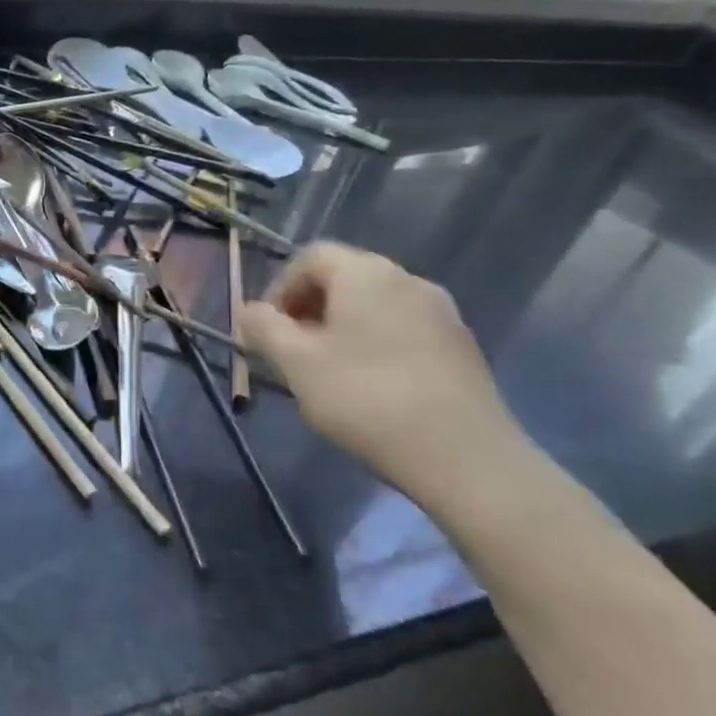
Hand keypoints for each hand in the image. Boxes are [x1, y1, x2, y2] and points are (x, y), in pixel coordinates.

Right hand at [240, 242, 527, 502]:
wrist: (466, 458)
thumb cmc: (367, 399)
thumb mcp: (297, 364)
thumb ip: (264, 329)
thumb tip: (249, 311)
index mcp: (365, 273)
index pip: (310, 258)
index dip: (280, 288)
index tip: (268, 330)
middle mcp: (406, 279)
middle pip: (344, 278)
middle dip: (310, 309)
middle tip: (292, 352)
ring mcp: (441, 312)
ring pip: (374, 306)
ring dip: (342, 328)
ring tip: (329, 373)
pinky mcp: (462, 346)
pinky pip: (404, 330)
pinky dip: (377, 344)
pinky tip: (372, 388)